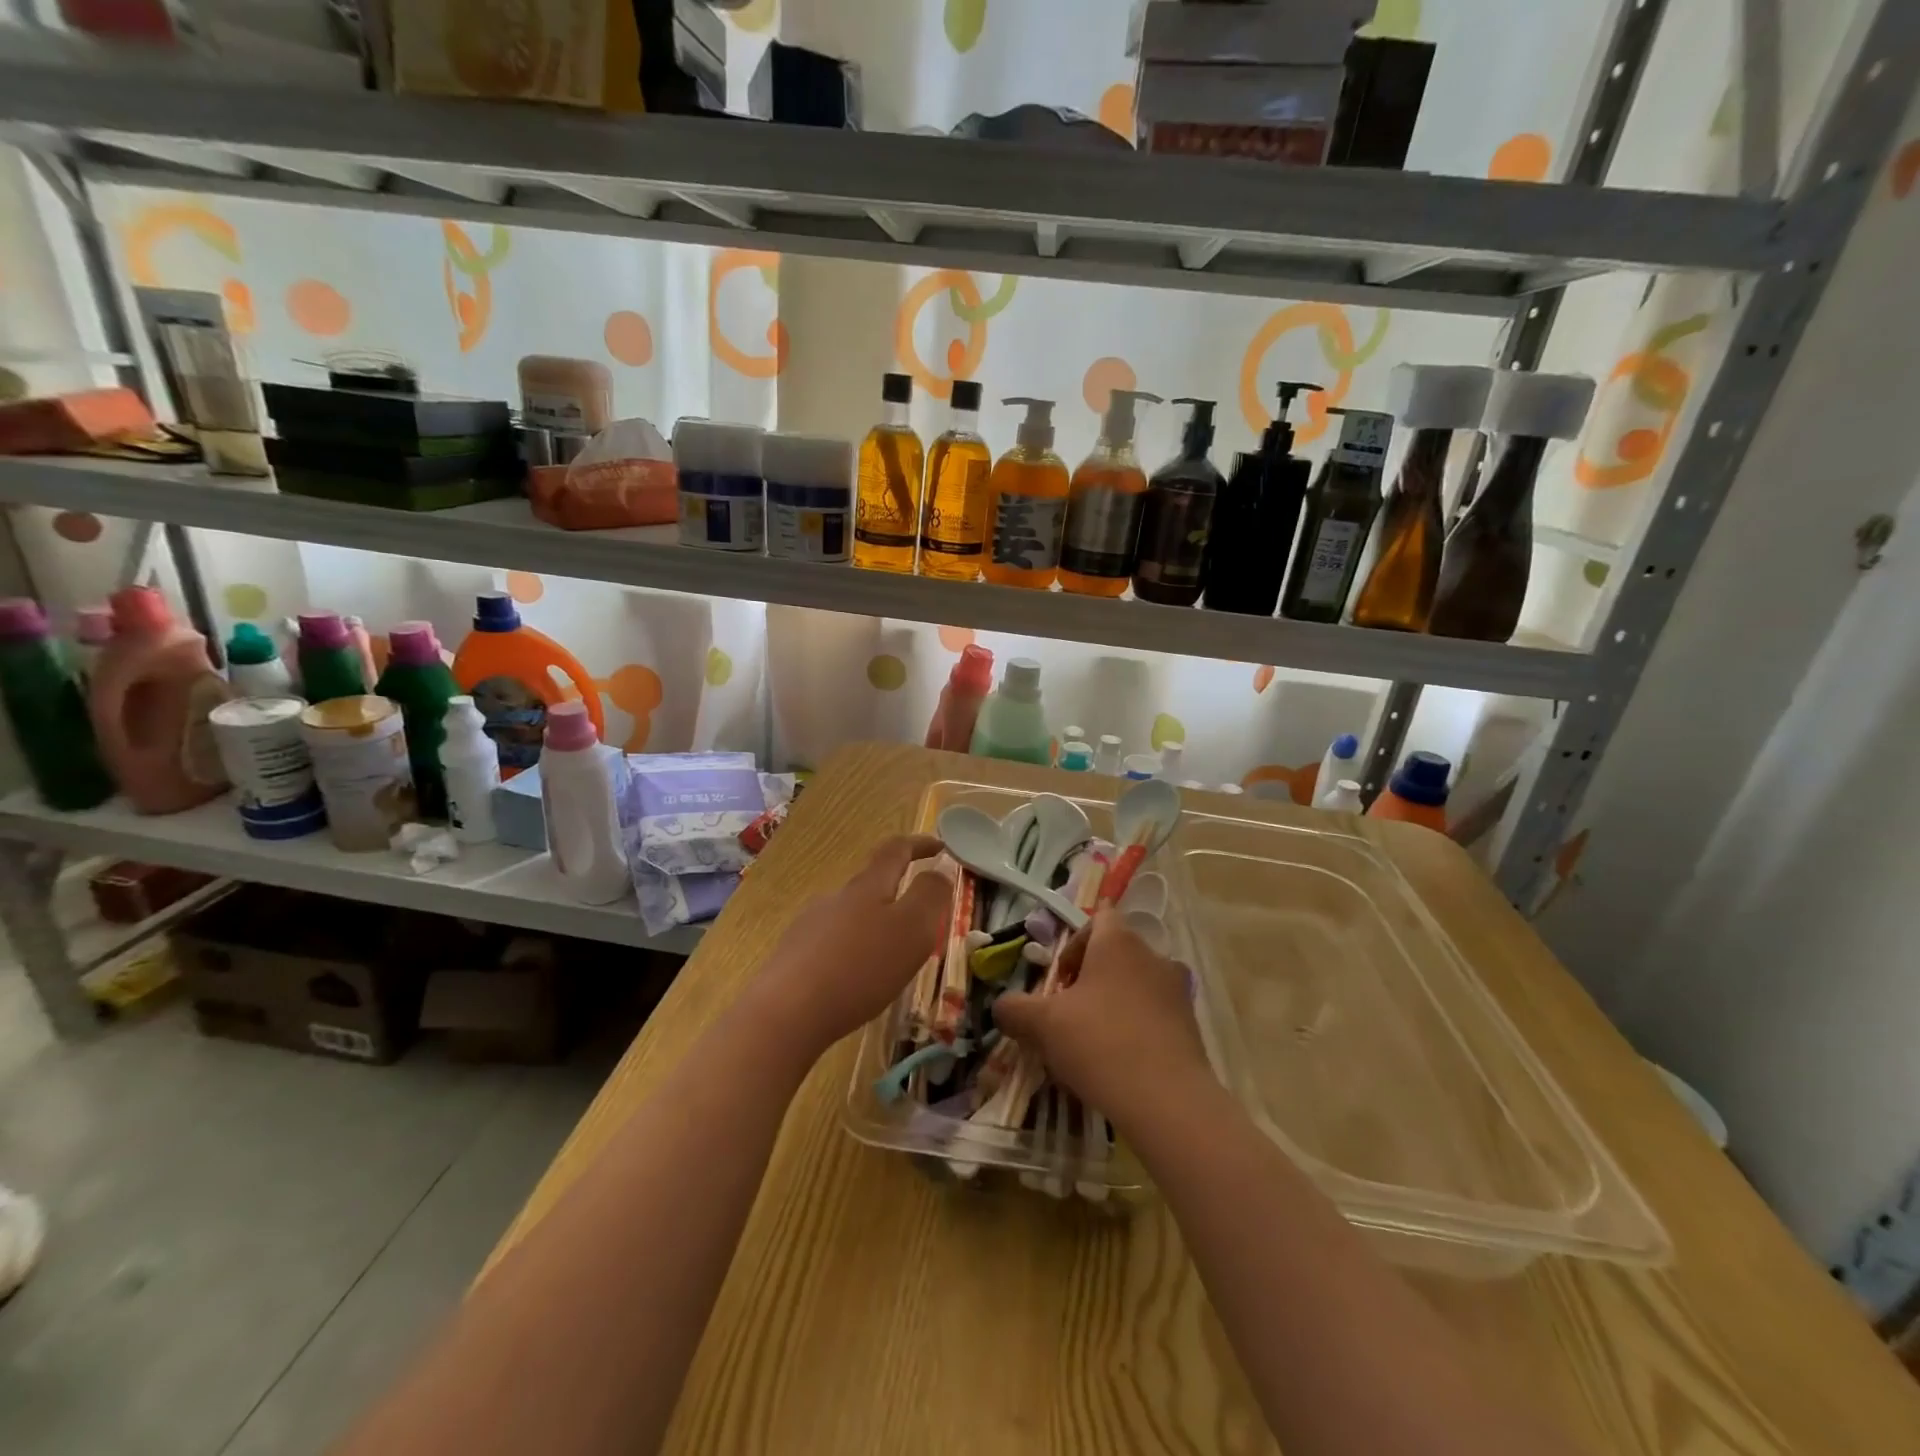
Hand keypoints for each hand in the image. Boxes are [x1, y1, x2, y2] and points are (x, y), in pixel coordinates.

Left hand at [754, 834, 951, 1056]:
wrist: (785, 1013)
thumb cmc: (859, 968)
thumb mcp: (912, 929)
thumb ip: (931, 895)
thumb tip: (939, 871)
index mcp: (868, 886)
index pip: (896, 850)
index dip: (919, 844)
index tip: (940, 847)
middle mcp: (836, 897)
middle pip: (871, 884)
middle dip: (897, 894)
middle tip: (921, 923)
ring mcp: (809, 926)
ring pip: (850, 916)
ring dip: (873, 927)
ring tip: (889, 960)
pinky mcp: (793, 956)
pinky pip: (831, 945)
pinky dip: (851, 954)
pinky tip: (853, 982)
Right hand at [993, 911, 1211, 1124]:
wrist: (1168, 1102)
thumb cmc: (1100, 1044)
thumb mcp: (1042, 1025)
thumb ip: (1014, 1009)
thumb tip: (1002, 1007)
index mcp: (1119, 942)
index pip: (1099, 918)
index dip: (1074, 943)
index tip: (1059, 978)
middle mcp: (1153, 956)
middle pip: (1116, 955)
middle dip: (1089, 980)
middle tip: (1067, 1014)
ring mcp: (1178, 992)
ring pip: (1136, 987)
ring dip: (1113, 1005)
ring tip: (1091, 1044)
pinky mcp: (1191, 1027)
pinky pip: (1155, 1016)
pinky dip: (1135, 1030)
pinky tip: (1118, 1065)